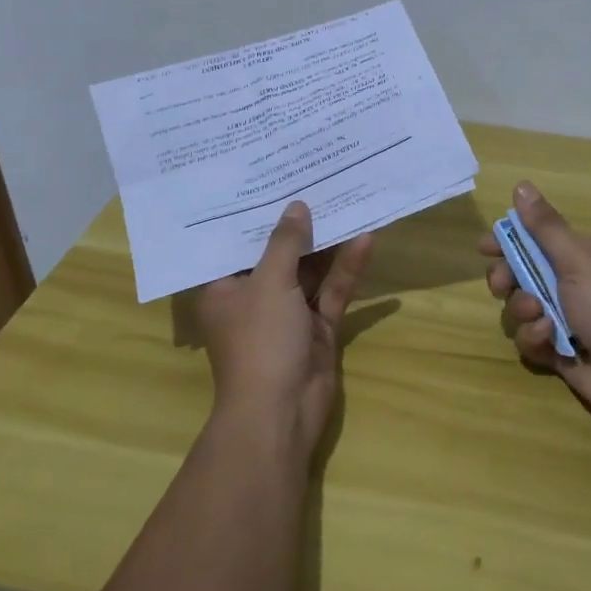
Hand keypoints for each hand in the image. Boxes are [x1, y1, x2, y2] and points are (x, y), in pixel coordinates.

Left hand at [195, 201, 373, 459]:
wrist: (281, 413)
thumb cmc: (259, 341)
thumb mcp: (269, 283)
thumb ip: (286, 242)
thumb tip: (297, 206)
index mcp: (224, 286)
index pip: (236, 240)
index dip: (255, 211)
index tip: (271, 177)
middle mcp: (254, 295)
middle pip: (278, 252)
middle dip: (299, 223)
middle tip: (318, 179)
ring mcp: (288, 312)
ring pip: (310, 270)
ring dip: (329, 242)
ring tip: (348, 199)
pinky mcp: (317, 326)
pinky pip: (332, 291)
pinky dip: (347, 268)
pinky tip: (366, 238)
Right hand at [479, 182, 590, 447]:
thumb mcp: (578, 260)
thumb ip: (545, 226)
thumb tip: (521, 184)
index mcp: (586, 255)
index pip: (540, 239)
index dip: (511, 241)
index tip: (485, 247)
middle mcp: (577, 283)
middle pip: (524, 273)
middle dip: (508, 278)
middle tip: (500, 284)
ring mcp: (568, 318)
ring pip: (522, 307)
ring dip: (523, 310)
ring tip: (539, 316)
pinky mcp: (560, 350)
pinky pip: (531, 338)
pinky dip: (536, 338)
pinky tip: (549, 341)